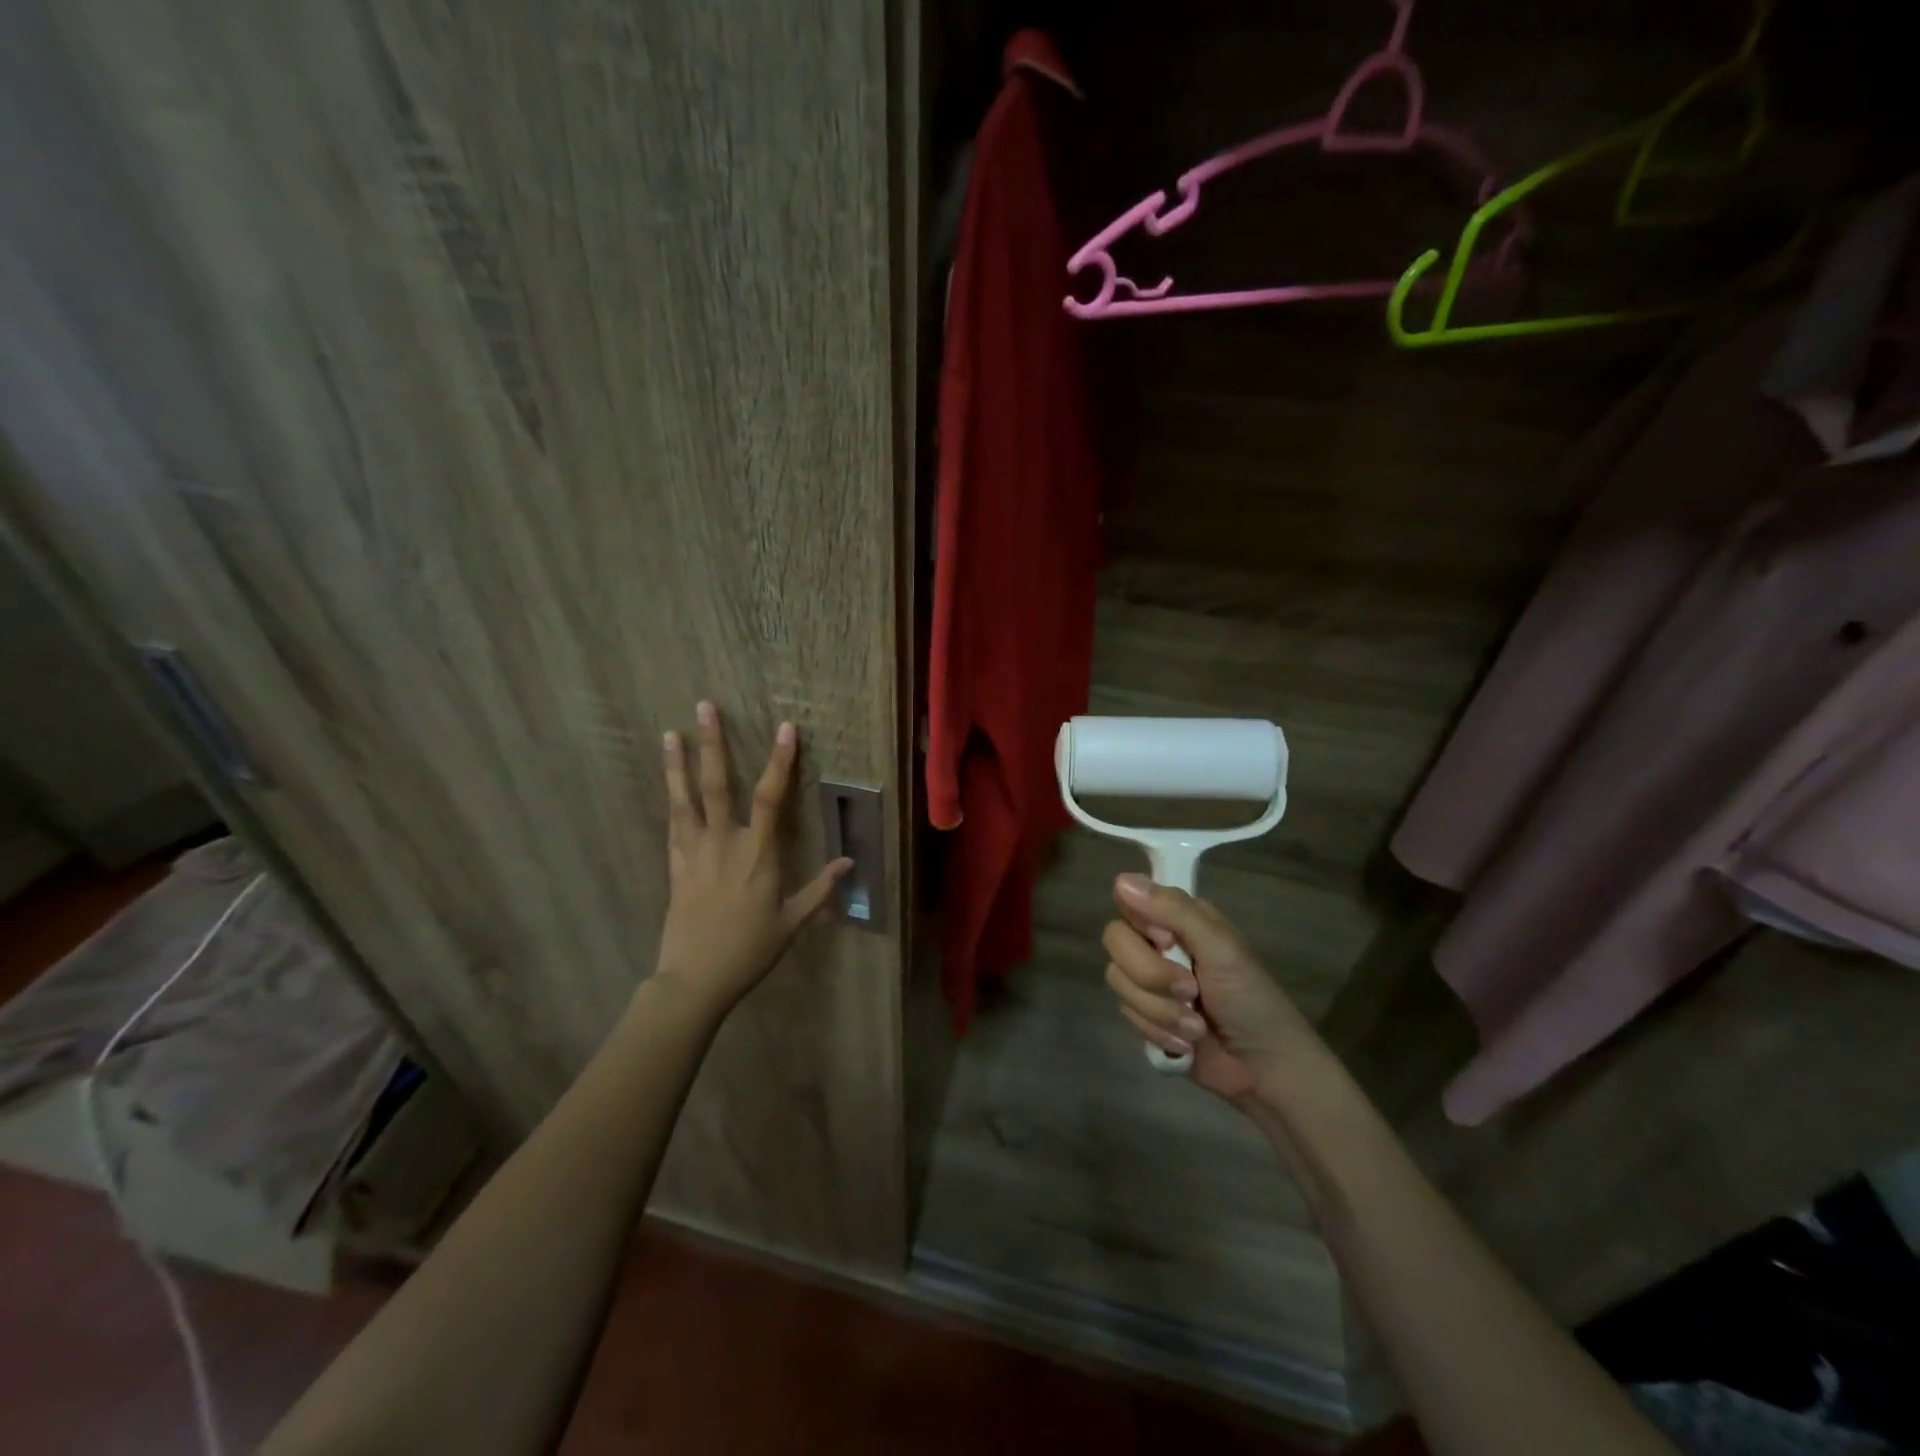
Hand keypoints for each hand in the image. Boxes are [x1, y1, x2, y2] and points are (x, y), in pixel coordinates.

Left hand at [653, 701, 850, 1016]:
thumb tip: (849, 862)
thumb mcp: (791, 923)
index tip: (786, 728)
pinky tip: (669, 784)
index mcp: (758, 855)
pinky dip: (672, 801)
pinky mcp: (675, 866)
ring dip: (679, 764)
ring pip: (685, 800)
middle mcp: (724, 844)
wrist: (695, 979)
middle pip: (717, 785)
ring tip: (671, 733)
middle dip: (713, 744)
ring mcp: (694, 853)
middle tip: (704, 707)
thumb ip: (820, 890)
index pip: (772, 798)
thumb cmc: (749, 950)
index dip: (780, 761)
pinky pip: (673, 826)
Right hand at [1101, 874, 1318, 1104]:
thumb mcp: (1221, 949)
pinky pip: (1126, 1015)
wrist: (1266, 1071)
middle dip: (1151, 976)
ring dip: (1160, 1011)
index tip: (1168, 943)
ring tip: (1196, 1027)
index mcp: (1179, 919)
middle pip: (1116, 941)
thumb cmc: (1252, 1001)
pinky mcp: (1146, 1016)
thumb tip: (1121, 879)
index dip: (1141, 924)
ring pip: (1118, 981)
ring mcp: (1150, 982)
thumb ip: (1174, 911)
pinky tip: (1186, 1044)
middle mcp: (1159, 944)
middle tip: (1191, 991)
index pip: (1129, 900)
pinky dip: (1158, 1032)